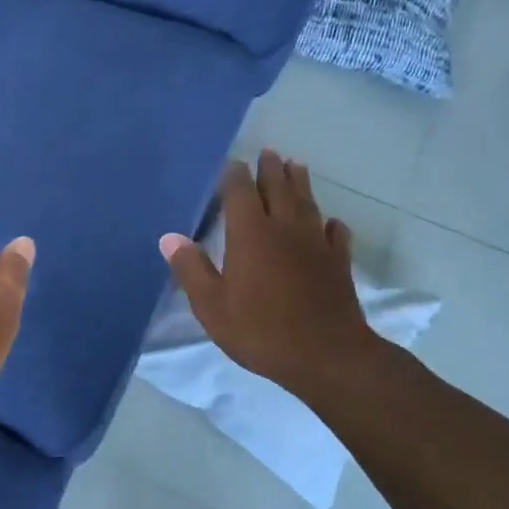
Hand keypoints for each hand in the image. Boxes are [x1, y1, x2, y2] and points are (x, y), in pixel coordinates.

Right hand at [160, 151, 389, 405]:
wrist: (327, 356)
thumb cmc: (261, 330)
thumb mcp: (212, 306)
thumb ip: (191, 269)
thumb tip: (170, 237)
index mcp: (250, 234)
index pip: (240, 192)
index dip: (235, 176)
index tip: (232, 163)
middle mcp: (284, 229)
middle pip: (278, 188)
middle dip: (271, 169)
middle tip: (268, 152)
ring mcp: (316, 244)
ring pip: (307, 203)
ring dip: (300, 183)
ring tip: (296, 166)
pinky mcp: (338, 263)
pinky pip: (335, 234)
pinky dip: (330, 224)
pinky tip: (330, 223)